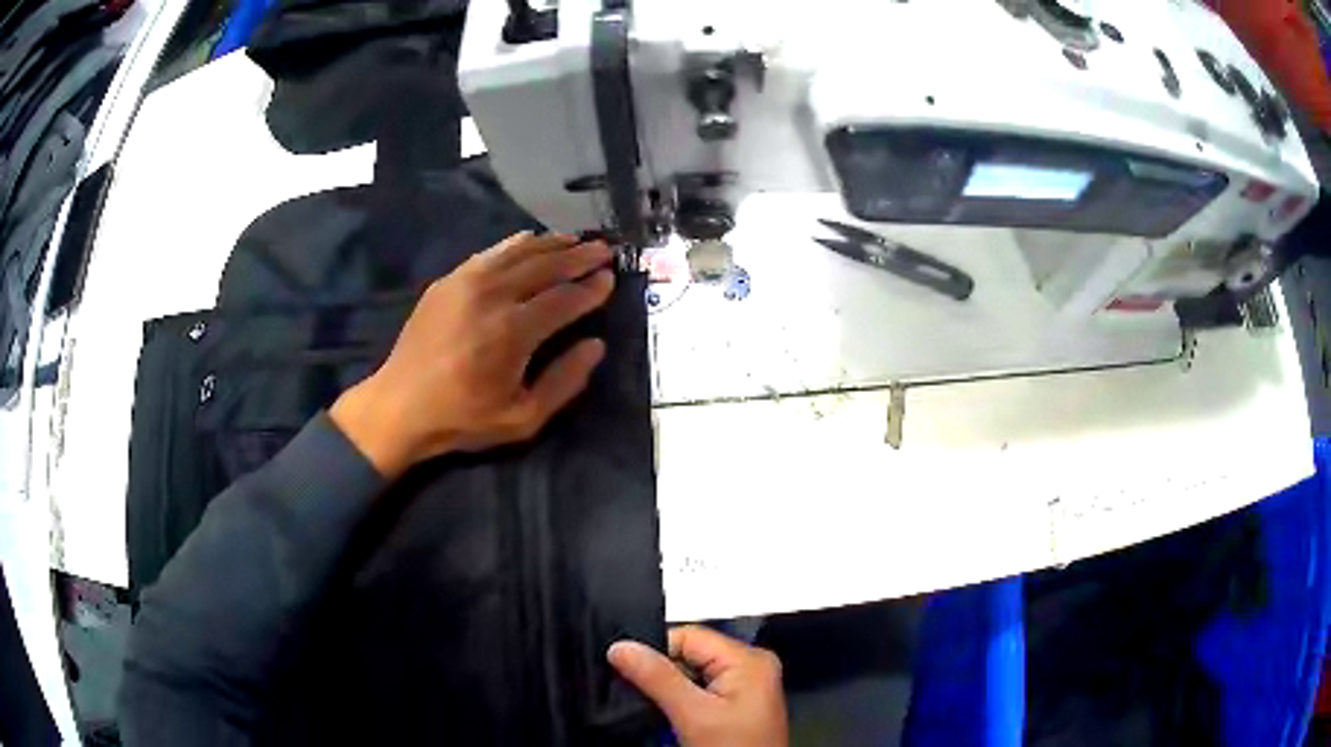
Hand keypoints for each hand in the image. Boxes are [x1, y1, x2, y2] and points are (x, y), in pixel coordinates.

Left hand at [331, 232, 614, 477]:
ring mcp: (466, 282)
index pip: (564, 298)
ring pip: (518, 252)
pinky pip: (489, 252)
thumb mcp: (523, 419)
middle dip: (578, 256)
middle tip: (603, 249)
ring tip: (574, 239)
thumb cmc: (463, 418)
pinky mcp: (448, 281)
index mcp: (513, 332)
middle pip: (545, 265)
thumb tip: (596, 345)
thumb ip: (565, 382)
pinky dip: (515, 244)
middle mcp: (492, 296)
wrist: (400, 405)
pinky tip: (529, 240)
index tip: (610, 278)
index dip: (591, 288)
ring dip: (551, 243)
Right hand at [609, 626, 787, 746]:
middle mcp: (751, 667)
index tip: (624, 666)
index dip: (654, 649)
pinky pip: (699, 691)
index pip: (688, 636)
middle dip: (661, 673)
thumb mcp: (693, 715)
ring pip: (690, 674)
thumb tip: (621, 648)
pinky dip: (680, 702)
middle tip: (636, 691)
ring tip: (654, 707)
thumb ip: (657, 678)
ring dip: (668, 690)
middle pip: (689, 655)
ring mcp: (744, 687)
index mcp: (749, 660)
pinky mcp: (735, 705)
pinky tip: (668, 717)